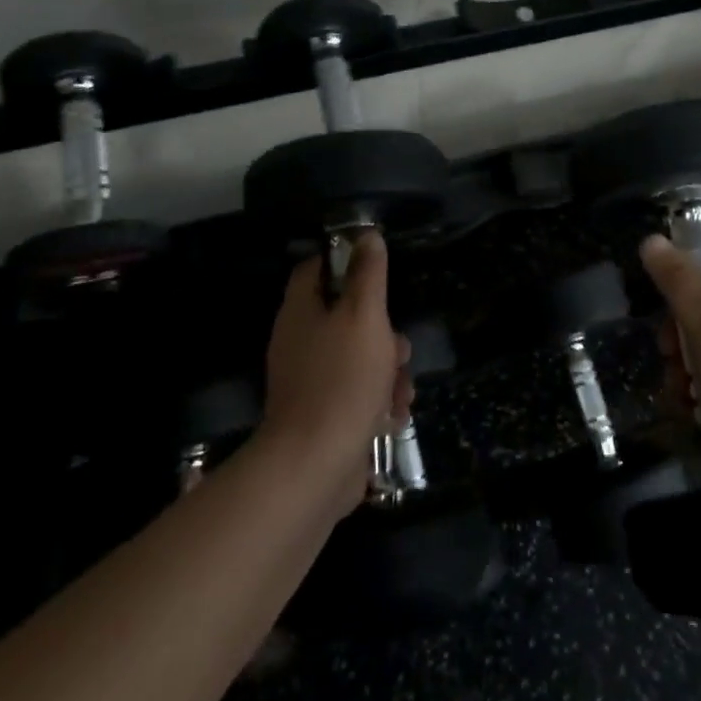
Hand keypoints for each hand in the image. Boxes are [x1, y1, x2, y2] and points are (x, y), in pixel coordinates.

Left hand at [261, 231, 412, 503]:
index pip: (314, 270)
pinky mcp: (322, 416)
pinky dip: (377, 401)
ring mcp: (308, 382)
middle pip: (344, 317)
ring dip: (386, 370)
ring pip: (356, 358)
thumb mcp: (364, 316)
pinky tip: (393, 415)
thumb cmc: (342, 380)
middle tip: (398, 346)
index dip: (344, 262)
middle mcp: (299, 343)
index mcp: (300, 313)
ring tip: (402, 390)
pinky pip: (355, 394)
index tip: (375, 270)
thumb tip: (367, 234)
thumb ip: (368, 274)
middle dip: (381, 331)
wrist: (315, 466)